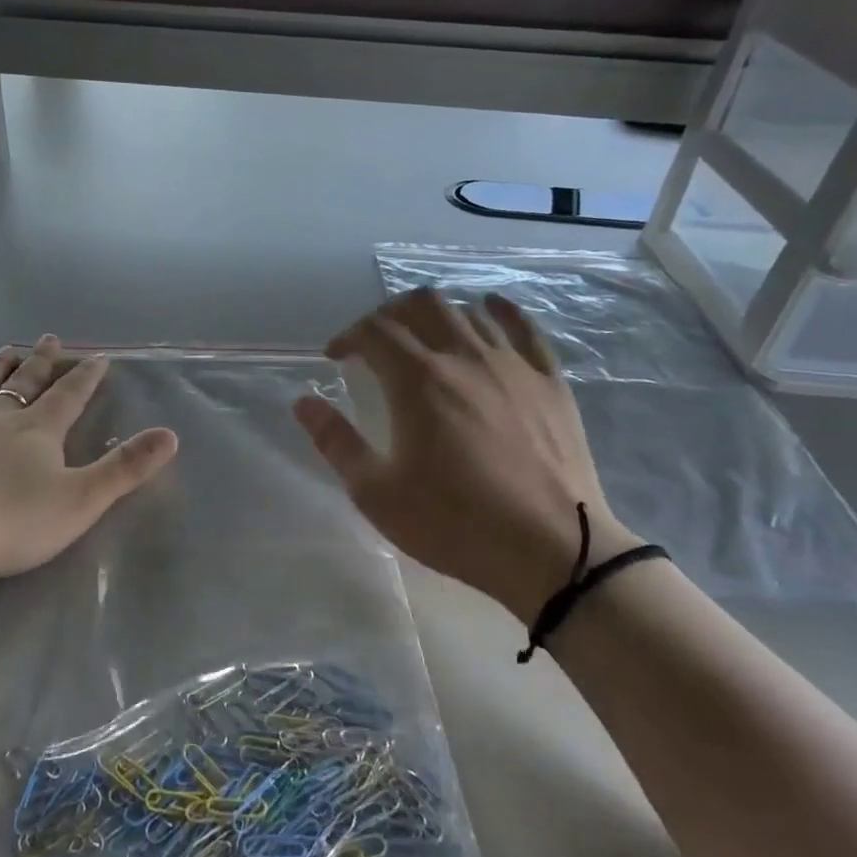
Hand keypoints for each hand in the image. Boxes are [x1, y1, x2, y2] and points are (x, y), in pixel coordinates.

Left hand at [0, 337, 178, 585]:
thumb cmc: (8, 522)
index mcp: (37, 431)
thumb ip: (125, 468)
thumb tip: (170, 434)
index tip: (98, 355)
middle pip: (23, 383)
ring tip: (5, 350)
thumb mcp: (80, 500)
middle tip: (49, 339)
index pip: (69, 396)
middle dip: (40, 362)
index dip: (86, 376)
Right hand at [293, 289, 639, 622]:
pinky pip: (524, 327)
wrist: (552, 551)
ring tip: (423, 337)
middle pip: (421, 304)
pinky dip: (499, 310)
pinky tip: (488, 309)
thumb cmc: (454, 523)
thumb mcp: (377, 492)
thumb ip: (336, 441)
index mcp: (418, 381)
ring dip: (436, 314)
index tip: (336, 357)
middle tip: (376, 342)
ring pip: (468, 311)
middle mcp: (464, 357)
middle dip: (389, 314)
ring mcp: (512, 364)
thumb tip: (303, 402)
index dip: (348, 336)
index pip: (374, 332)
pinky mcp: (549, 381)